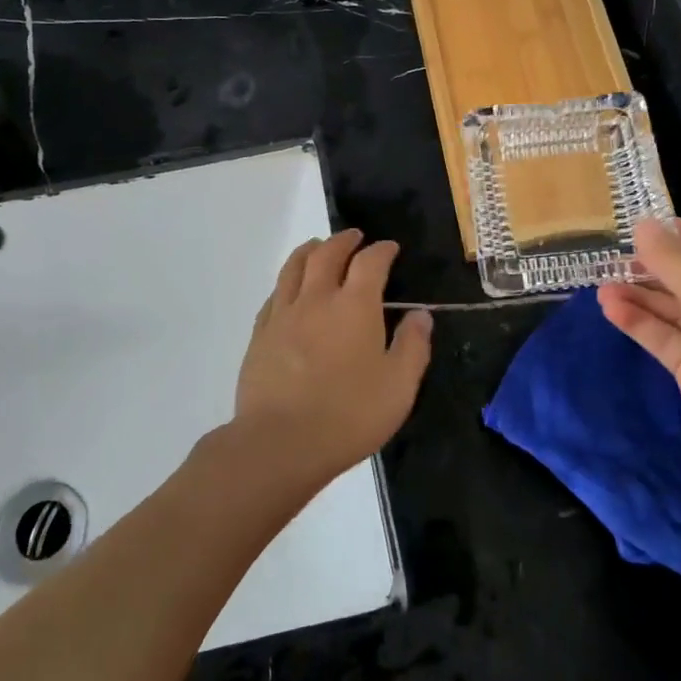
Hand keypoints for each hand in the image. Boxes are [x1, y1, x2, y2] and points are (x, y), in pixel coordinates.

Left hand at [233, 229, 433, 479]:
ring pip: (294, 267)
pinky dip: (287, 282)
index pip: (370, 262)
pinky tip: (289, 290)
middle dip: (343, 240)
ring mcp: (283, 315)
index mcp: (355, 306)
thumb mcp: (399, 386)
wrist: (279, 443)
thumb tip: (420, 314)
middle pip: (327, 254)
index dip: (381, 250)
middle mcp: (317, 299)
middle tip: (354, 237)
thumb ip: (413, 346)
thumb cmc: (348, 415)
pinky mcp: (260, 335)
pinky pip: (274, 295)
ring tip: (317, 247)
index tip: (389, 248)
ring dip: (309, 251)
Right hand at [598, 219, 680, 482]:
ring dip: (640, 295)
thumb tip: (643, 224)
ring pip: (673, 309)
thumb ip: (672, 259)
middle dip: (653, 267)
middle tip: (613, 255)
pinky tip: (610, 308)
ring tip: (601, 283)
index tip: (643, 225)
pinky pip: (664, 337)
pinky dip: (639, 322)